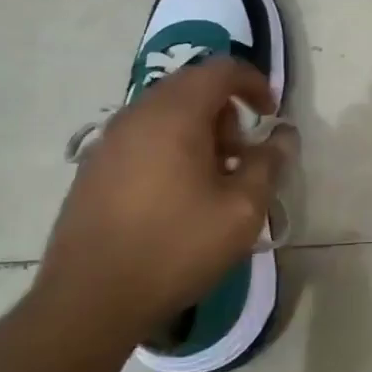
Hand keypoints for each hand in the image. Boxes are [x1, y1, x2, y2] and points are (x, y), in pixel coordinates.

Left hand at [34, 58, 296, 348]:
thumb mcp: (242, 210)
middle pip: (191, 86)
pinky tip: (176, 193)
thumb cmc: (175, 248)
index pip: (221, 70)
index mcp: (175, 114)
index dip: (255, 83)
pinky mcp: (93, 167)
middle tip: (243, 153)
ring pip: (165, 111)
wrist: (89, 301)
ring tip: (213, 177)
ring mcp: (109, 140)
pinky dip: (169, 145)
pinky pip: (142, 136)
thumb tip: (282, 138)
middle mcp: (138, 114)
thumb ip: (268, 164)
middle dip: (226, 110)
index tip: (271, 115)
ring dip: (198, 129)